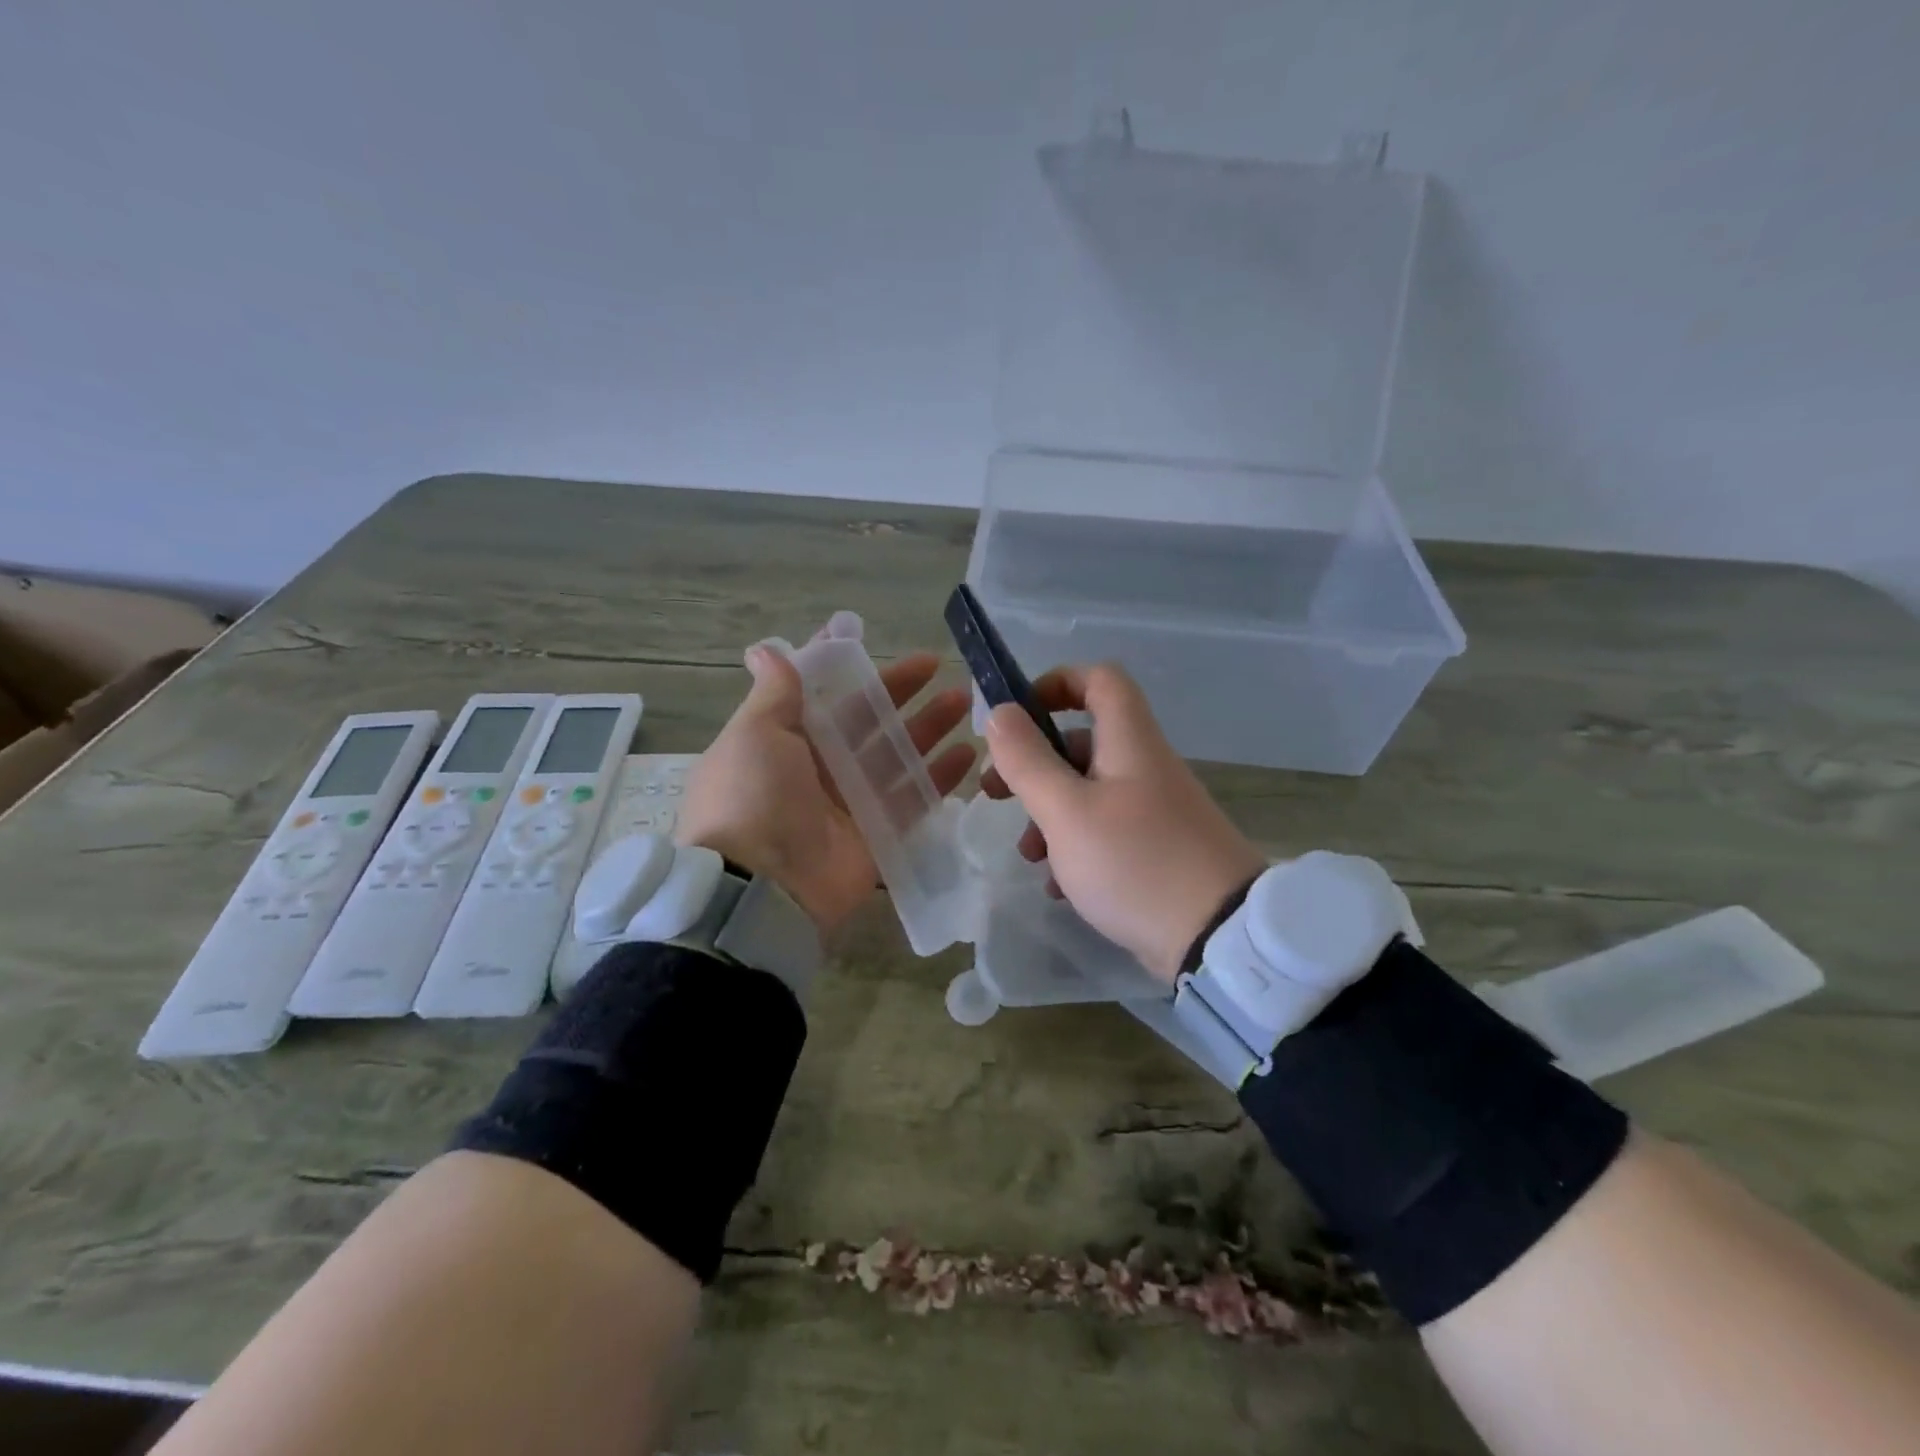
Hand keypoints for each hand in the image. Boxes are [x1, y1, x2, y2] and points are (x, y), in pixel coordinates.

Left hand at [676, 637, 975, 934]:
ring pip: (896, 756)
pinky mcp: (878, 835)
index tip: (871, 639)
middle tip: (939, 665)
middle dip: (901, 692)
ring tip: (964, 702)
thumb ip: (774, 694)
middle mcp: (818, 767)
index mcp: (785, 739)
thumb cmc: (753, 797)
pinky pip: (914, 800)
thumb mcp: (754, 734)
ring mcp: (851, 803)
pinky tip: (967, 755)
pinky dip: (939, 779)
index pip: (820, 693)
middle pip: (867, 721)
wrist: (761, 888)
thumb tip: (765, 649)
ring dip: (928, 728)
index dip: (845, 667)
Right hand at [980, 663, 1263, 982]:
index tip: (1016, 717)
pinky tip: (1058, 886)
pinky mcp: (1157, 851)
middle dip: (1034, 764)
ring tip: (1028, 854)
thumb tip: (999, 712)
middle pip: (1083, 742)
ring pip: (1089, 793)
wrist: (1218, 938)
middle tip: (996, 793)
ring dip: (1049, 815)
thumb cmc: (1135, 862)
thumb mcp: (1067, 811)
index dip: (1056, 683)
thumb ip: (1028, 760)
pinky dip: (1075, 848)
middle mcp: (1145, 767)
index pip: (1099, 679)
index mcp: (1130, 742)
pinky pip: (1106, 833)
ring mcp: (1154, 811)